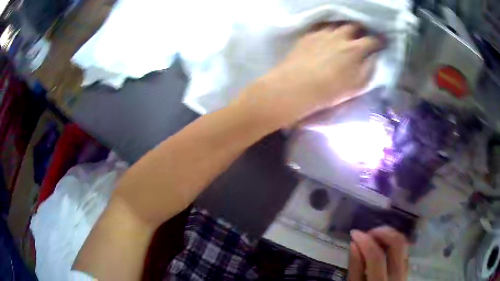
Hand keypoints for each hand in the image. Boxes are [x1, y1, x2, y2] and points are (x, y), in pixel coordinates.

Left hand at [235, 23, 382, 128]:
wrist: (297, 86)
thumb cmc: (330, 90)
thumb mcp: (357, 85)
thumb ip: (369, 69)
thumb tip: (373, 57)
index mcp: (355, 49)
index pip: (372, 40)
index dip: (380, 41)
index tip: (382, 42)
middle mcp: (340, 36)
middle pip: (354, 26)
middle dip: (362, 29)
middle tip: (363, 34)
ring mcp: (323, 33)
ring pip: (337, 24)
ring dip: (344, 26)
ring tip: (345, 32)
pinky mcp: (308, 35)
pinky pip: (321, 26)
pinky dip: (328, 28)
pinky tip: (327, 33)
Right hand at [348, 226, 408, 280]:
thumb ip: (355, 268)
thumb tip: (354, 243)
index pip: (376, 257)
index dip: (365, 241)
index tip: (354, 233)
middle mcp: (398, 275)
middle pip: (398, 243)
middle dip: (382, 232)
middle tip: (368, 233)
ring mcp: (406, 271)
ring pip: (404, 244)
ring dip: (388, 236)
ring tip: (373, 238)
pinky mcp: (407, 269)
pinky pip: (403, 250)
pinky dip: (392, 244)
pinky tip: (382, 246)